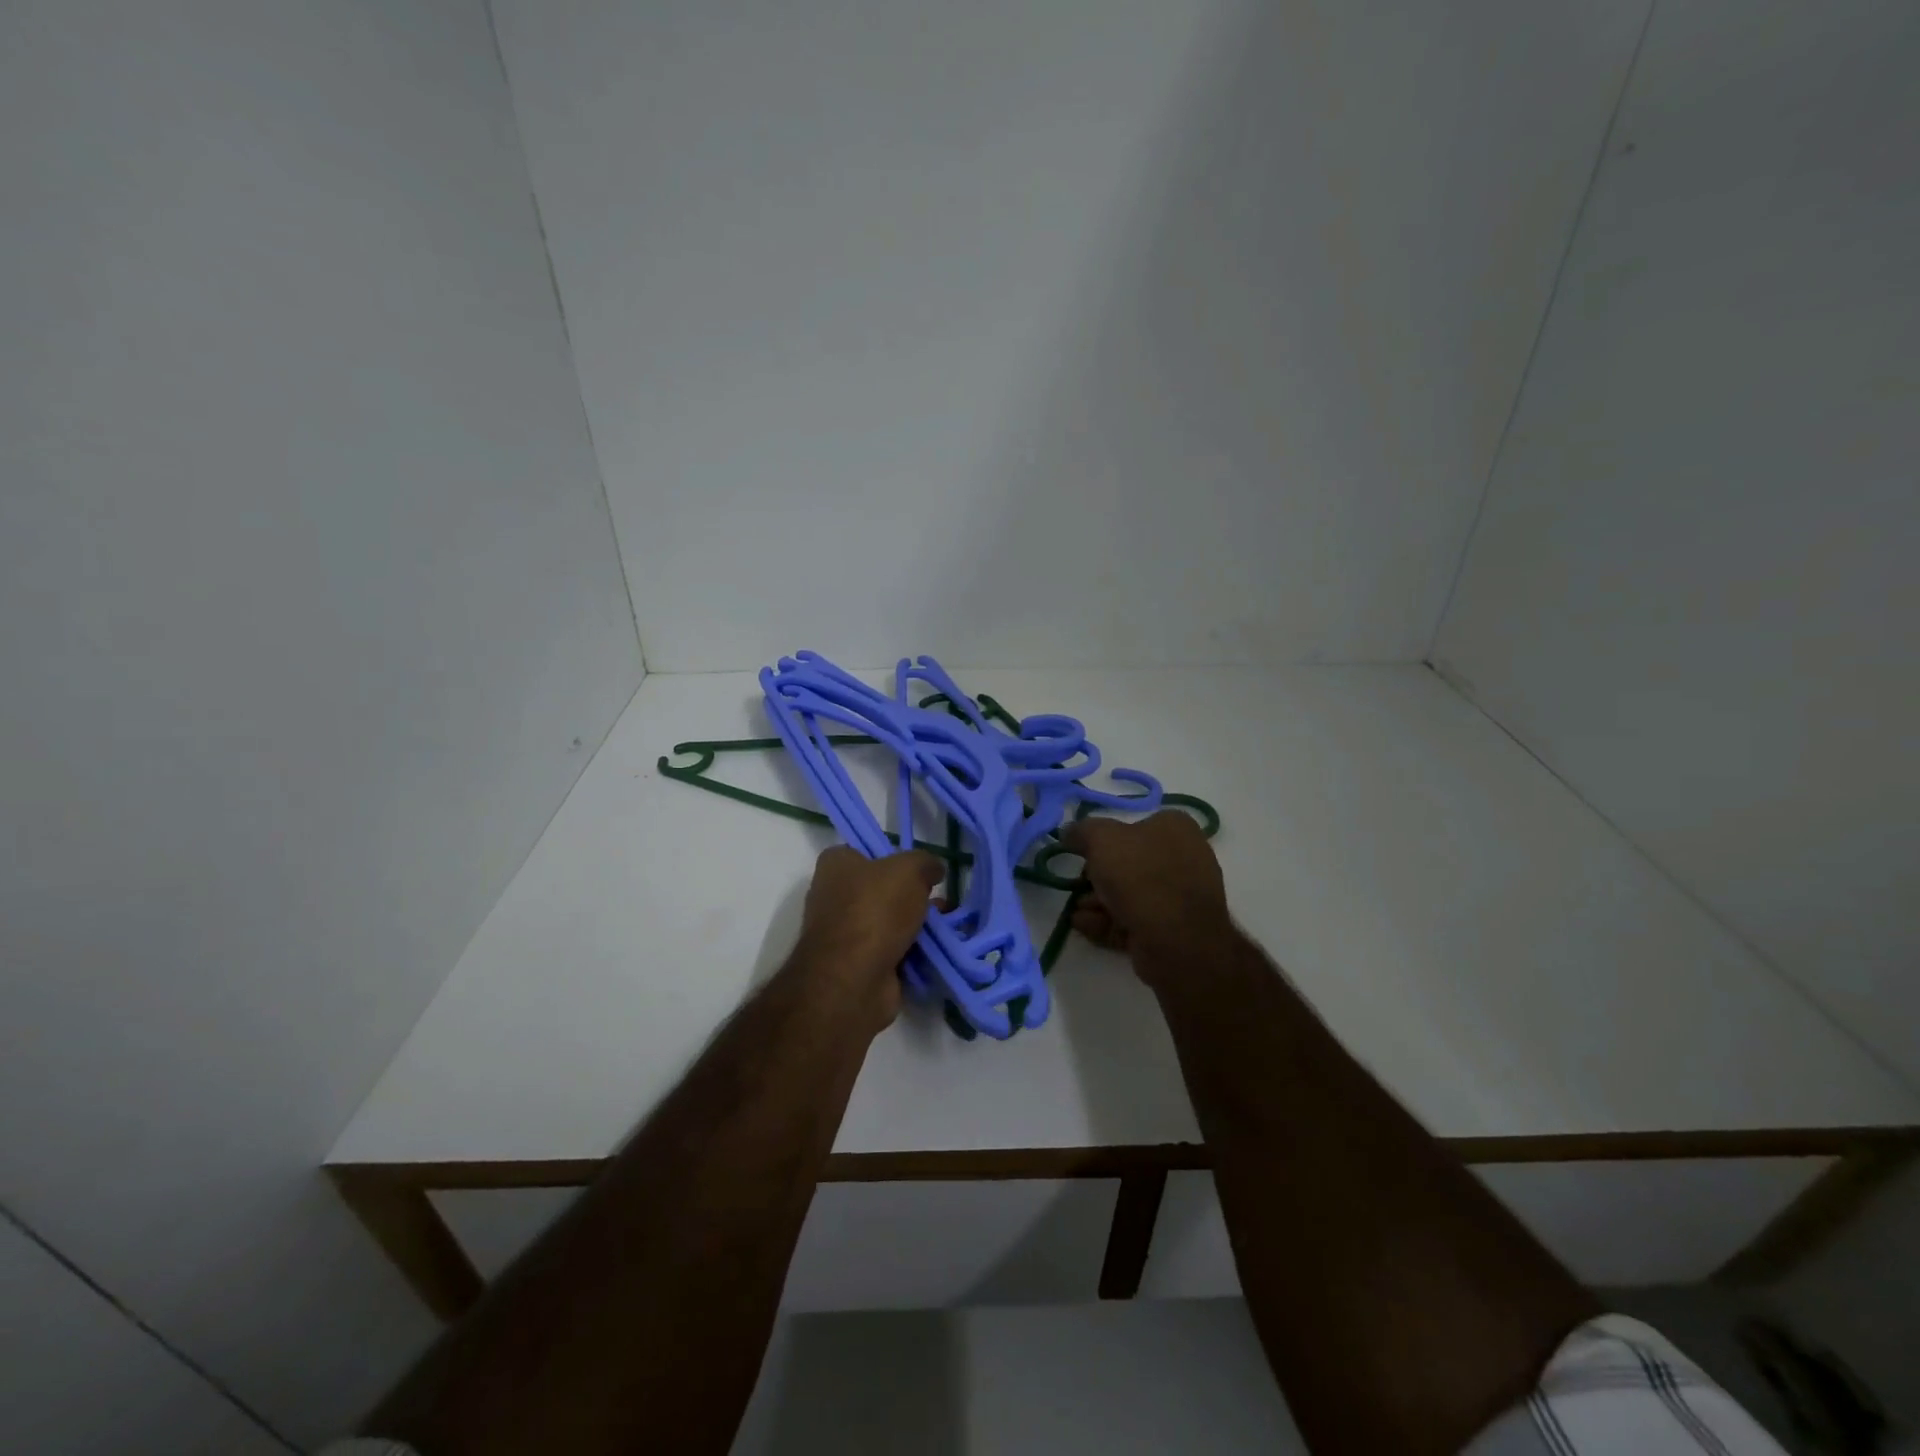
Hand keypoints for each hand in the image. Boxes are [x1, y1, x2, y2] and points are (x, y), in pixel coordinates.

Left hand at [792, 846, 941, 1029]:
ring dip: (916, 924)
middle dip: (911, 894)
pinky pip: (891, 950)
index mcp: (835, 865)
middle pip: (880, 888)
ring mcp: (844, 933)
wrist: (854, 979)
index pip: (864, 851)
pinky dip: (912, 950)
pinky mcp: (856, 964)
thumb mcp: (909, 870)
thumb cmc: (875, 910)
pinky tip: (936, 949)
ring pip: (889, 921)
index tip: (917, 868)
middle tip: (938, 898)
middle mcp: (833, 896)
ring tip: (946, 925)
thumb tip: (933, 869)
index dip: (892, 856)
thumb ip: (925, 862)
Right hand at [1060, 812, 1230, 976]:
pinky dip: (1108, 921)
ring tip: (1075, 911)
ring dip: (1097, 901)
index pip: (1133, 825)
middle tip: (1077, 885)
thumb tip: (1069, 832)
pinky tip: (1084, 925)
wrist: (1176, 941)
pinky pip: (1135, 919)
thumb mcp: (1101, 839)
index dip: (1103, 839)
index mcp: (1175, 828)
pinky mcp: (1174, 929)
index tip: (1082, 853)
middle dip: (1096, 877)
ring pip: (1130, 894)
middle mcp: (1184, 857)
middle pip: (1128, 862)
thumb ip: (1081, 831)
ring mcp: (1181, 896)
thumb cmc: (1140, 876)